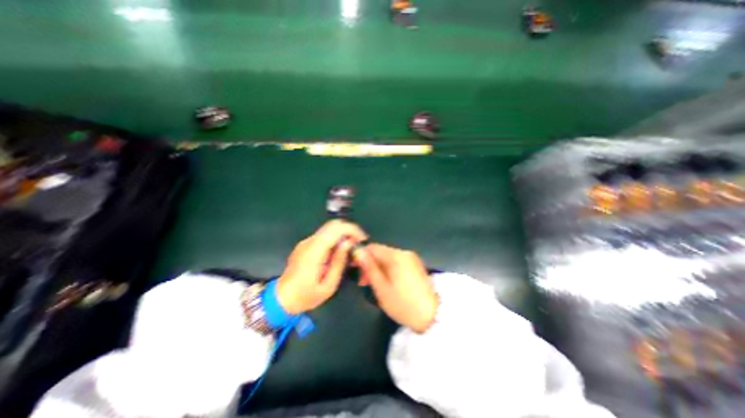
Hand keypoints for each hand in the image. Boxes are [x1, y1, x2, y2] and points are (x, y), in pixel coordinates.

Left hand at [274, 223, 366, 313]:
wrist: (281, 299)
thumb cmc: (306, 296)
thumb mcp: (328, 286)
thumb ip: (339, 262)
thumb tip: (349, 243)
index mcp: (314, 251)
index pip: (335, 229)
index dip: (352, 230)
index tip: (362, 240)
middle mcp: (309, 242)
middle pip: (333, 224)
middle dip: (349, 230)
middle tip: (359, 243)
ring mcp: (306, 242)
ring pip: (329, 228)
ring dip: (343, 233)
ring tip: (352, 248)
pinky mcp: (306, 244)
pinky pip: (324, 235)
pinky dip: (336, 238)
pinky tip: (340, 251)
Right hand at [352, 244, 437, 330]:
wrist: (432, 316)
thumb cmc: (403, 304)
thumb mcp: (381, 288)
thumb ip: (369, 268)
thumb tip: (358, 251)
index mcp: (396, 256)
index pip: (373, 247)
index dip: (361, 256)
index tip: (355, 269)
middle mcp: (404, 252)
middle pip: (381, 252)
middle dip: (370, 264)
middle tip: (364, 282)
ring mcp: (412, 258)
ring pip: (388, 257)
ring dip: (378, 267)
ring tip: (374, 284)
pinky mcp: (416, 265)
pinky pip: (397, 262)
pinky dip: (388, 269)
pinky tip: (387, 282)